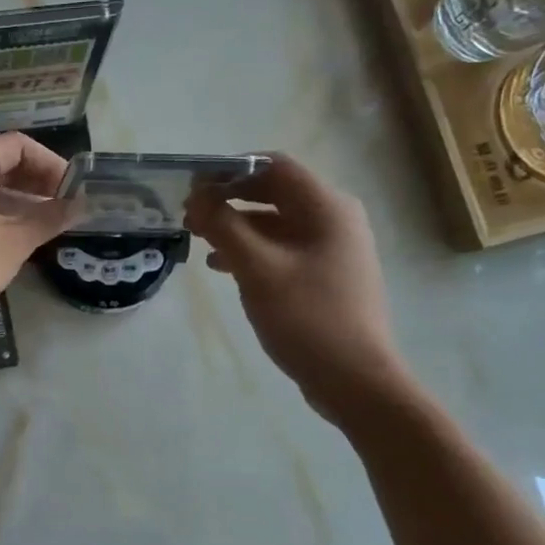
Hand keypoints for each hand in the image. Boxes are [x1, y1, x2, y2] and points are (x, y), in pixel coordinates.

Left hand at [0, 132, 73, 345]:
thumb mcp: (13, 243)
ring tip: (46, 223)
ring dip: (17, 198)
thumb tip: (79, 205)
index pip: (18, 146)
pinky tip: (14, 235)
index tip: (73, 192)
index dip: (50, 165)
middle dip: (35, 181)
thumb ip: (48, 218)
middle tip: (64, 207)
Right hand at [184, 155, 411, 423]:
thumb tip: (197, 198)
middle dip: (230, 199)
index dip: (231, 170)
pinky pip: (283, 249)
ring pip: (276, 222)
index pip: (274, 166)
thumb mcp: (258, 269)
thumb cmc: (307, 317)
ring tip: (198, 239)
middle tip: (190, 215)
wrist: (354, 379)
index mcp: (326, 208)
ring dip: (237, 226)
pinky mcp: (325, 275)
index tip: (193, 186)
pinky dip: (252, 250)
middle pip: (275, 192)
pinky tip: (222, 267)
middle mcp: (335, 219)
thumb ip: (224, 227)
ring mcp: (333, 249)